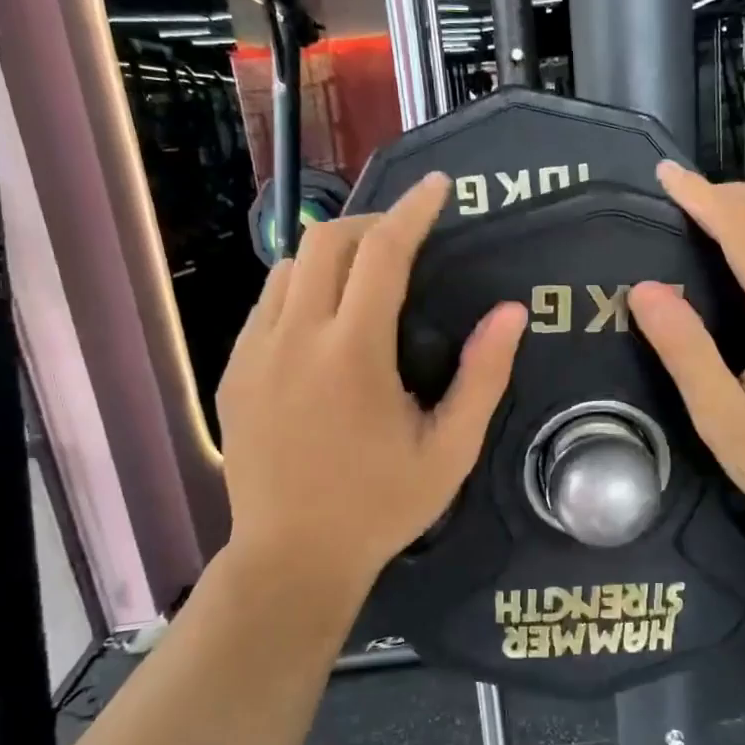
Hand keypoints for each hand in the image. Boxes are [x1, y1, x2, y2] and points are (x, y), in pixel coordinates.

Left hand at [216, 174, 526, 607]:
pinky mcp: (233, 371)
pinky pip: (267, 304)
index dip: (414, 210)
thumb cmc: (380, 506)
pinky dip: (301, 289)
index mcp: (353, 352)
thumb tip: (511, 312)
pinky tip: (324, 323)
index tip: (438, 187)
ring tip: (365, 279)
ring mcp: (254, 352)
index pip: (384, 252)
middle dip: (371, 224)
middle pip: (327, 241)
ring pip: (290, 267)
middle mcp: (295, 337)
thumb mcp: (450, 450)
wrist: (291, 557)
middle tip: (405, 239)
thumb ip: (483, 377)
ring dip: (333, 256)